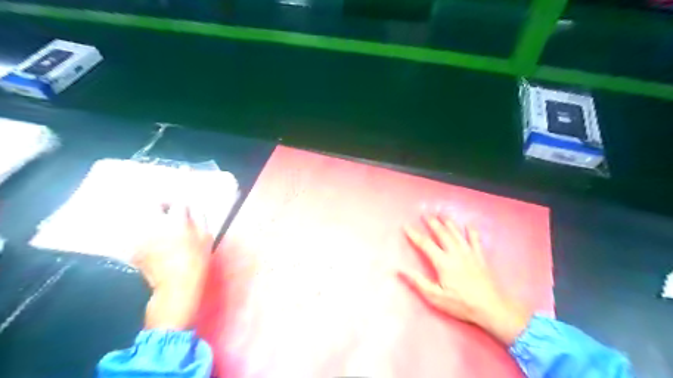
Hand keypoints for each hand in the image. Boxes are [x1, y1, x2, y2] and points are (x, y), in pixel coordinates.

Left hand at [131, 203, 212, 330]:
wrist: (175, 287)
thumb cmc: (196, 262)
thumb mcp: (206, 238)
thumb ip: (200, 218)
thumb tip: (193, 209)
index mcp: (176, 221)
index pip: (177, 203)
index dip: (181, 204)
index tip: (184, 209)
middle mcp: (155, 225)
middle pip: (152, 205)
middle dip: (161, 205)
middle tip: (168, 212)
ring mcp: (141, 237)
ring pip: (142, 218)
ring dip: (151, 219)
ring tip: (161, 227)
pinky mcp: (133, 249)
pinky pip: (137, 235)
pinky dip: (145, 235)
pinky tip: (154, 243)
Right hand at [399, 214, 530, 344]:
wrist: (492, 308)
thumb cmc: (461, 304)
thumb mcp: (435, 297)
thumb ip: (418, 282)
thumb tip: (400, 269)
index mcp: (443, 262)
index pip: (425, 244)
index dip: (414, 234)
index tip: (406, 226)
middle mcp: (455, 253)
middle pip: (442, 233)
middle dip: (432, 222)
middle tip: (425, 214)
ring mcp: (470, 253)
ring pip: (457, 233)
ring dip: (448, 222)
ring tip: (441, 214)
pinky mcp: (481, 257)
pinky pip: (475, 240)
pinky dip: (471, 231)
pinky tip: (468, 224)